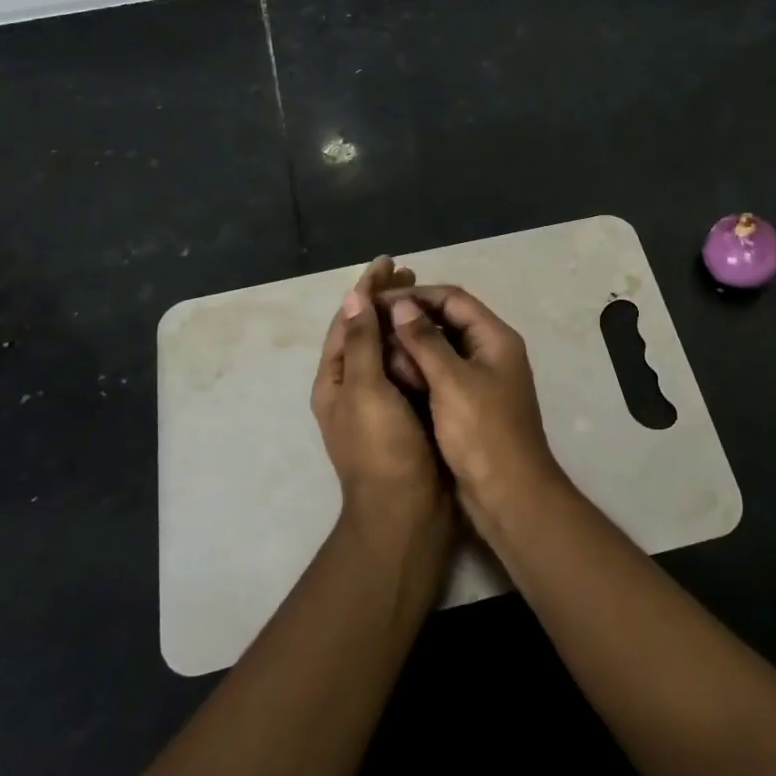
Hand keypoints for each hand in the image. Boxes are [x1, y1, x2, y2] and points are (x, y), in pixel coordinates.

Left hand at [311, 258, 446, 531]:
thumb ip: (362, 344)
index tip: (389, 261)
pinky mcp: (407, 413)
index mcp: (336, 381)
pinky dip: (419, 347)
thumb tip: (353, 298)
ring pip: (389, 349)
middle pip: (367, 331)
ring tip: (427, 296)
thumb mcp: (366, 391)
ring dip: (403, 320)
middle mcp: (354, 387)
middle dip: (385, 300)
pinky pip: (410, 370)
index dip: (366, 289)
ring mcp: (381, 402)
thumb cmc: (382, 450)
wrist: (407, 513)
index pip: (347, 321)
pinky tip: (439, 335)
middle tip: (413, 274)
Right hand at [382, 286, 567, 537]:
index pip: (453, 300)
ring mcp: (480, 381)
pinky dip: (417, 372)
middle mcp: (490, 353)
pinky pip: (440, 377)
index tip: (378, 302)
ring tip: (375, 349)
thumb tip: (402, 305)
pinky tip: (390, 376)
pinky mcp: (469, 406)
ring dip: (411, 347)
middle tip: (371, 324)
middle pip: (447, 322)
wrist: (509, 497)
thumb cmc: (483, 434)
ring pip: (441, 350)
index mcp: (496, 339)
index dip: (416, 297)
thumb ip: (425, 340)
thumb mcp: (452, 382)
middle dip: (410, 321)